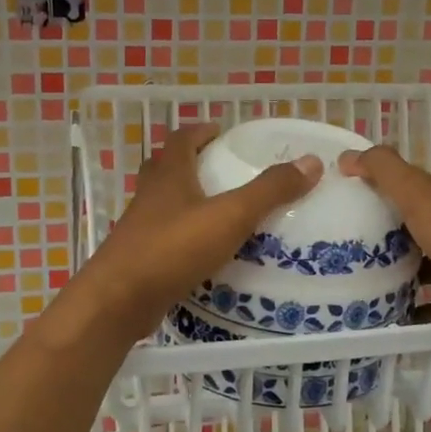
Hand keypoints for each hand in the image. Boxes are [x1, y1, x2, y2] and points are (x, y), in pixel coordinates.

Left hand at [69, 125, 321, 342]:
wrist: (119, 300)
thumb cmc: (173, 248)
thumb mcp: (230, 216)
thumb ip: (270, 190)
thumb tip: (311, 162)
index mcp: (169, 175)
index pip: (181, 139)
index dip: (200, 131)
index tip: (220, 131)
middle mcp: (150, 195)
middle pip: (167, 167)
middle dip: (192, 161)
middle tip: (221, 167)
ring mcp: (140, 227)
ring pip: (163, 202)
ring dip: (186, 198)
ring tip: (219, 209)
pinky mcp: (139, 258)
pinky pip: (164, 236)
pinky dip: (184, 234)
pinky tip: (204, 250)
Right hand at [338, 146, 430, 346]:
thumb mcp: (419, 193)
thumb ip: (385, 170)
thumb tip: (345, 156)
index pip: (400, 186)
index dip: (370, 186)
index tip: (333, 197)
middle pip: (403, 226)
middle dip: (372, 232)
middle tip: (329, 242)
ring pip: (412, 264)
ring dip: (385, 270)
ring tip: (344, 277)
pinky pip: (421, 303)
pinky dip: (401, 308)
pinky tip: (372, 313)